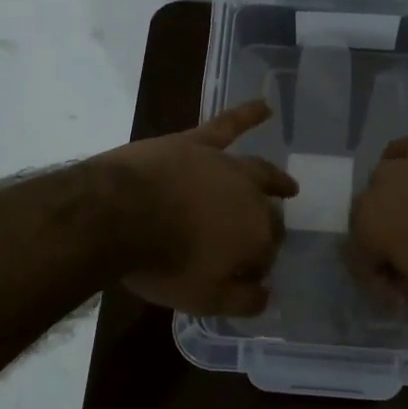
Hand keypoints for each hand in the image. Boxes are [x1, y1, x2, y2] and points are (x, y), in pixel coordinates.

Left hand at [104, 100, 298, 315]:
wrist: (119, 213)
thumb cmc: (163, 261)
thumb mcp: (204, 299)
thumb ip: (242, 301)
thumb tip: (267, 296)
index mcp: (256, 236)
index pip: (266, 254)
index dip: (256, 267)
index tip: (243, 277)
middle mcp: (250, 197)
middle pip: (267, 214)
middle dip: (269, 229)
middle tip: (264, 239)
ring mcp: (224, 165)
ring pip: (259, 171)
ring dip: (276, 180)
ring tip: (288, 186)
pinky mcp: (196, 143)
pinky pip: (228, 125)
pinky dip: (248, 114)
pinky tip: (265, 107)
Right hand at [349, 136, 407, 308]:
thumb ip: (399, 291)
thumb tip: (394, 285)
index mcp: (365, 228)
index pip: (358, 258)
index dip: (376, 277)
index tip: (396, 288)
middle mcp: (373, 190)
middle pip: (369, 218)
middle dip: (383, 237)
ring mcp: (400, 162)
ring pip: (384, 184)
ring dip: (395, 201)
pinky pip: (404, 153)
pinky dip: (407, 166)